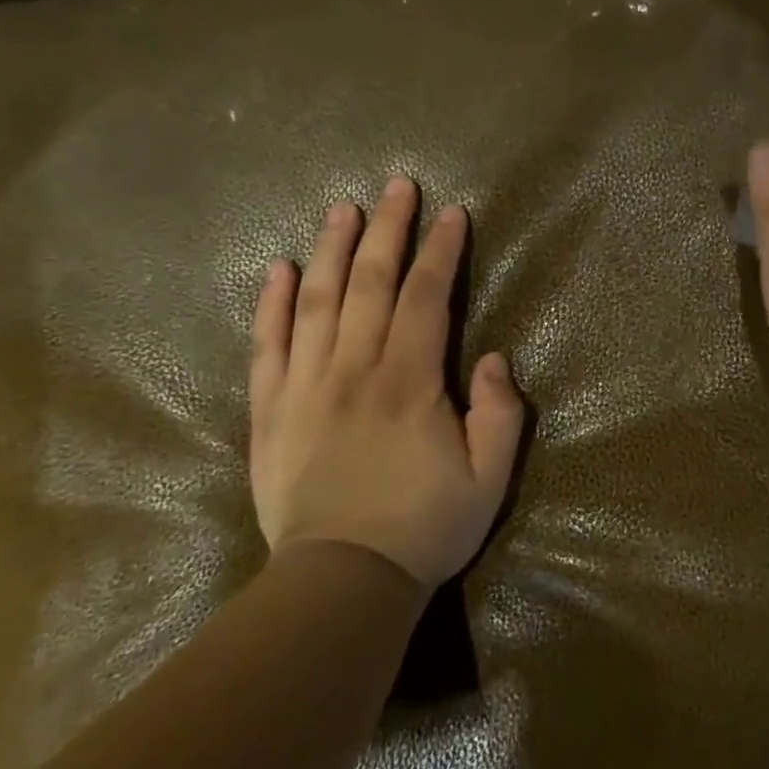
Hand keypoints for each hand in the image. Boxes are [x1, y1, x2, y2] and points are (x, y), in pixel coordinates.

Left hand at [248, 176, 525, 587]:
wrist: (340, 582)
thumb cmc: (424, 527)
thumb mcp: (490, 479)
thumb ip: (501, 415)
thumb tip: (492, 358)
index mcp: (409, 381)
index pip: (426, 297)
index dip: (441, 251)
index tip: (452, 214)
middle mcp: (355, 368)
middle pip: (370, 282)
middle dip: (387, 230)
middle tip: (396, 186)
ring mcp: (305, 385)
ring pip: (317, 301)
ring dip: (331, 249)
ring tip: (340, 208)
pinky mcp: (270, 409)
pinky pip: (267, 345)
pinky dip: (272, 304)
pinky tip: (280, 269)